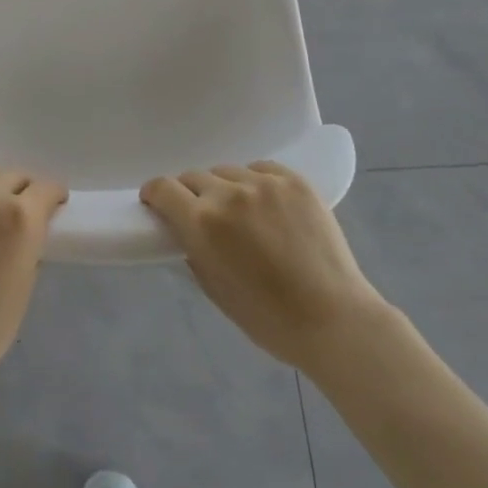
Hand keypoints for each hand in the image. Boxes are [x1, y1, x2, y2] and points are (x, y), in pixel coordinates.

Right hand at [142, 162, 386, 372]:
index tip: (157, 203)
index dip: (154, 194)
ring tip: (241, 213)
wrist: (333, 318)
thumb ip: (193, 250)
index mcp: (203, 224)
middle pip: (194, 177)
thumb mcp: (214, 290)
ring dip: (224, 189)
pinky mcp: (294, 180)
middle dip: (190, 194)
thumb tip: (185, 229)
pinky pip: (260, 169)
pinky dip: (255, 183)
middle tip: (202, 216)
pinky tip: (266, 205)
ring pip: (227, 172)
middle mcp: (229, 194)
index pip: (163, 188)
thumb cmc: (268, 319)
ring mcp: (264, 183)